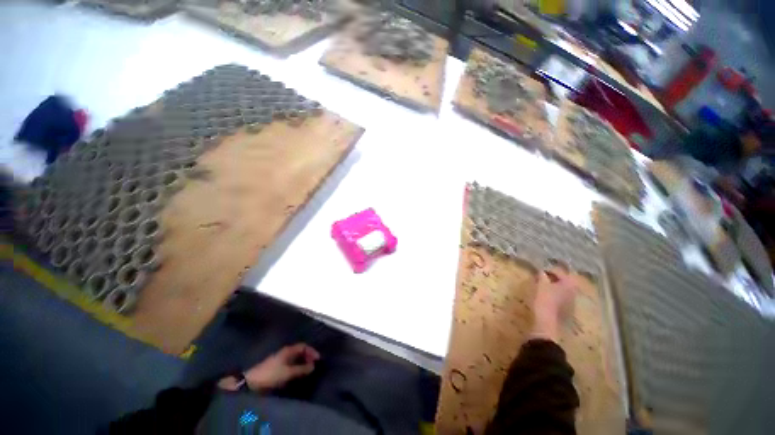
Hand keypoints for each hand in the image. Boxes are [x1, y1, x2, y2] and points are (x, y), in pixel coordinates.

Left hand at [243, 343, 319, 391]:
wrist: (251, 382)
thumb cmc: (271, 375)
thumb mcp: (288, 372)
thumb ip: (301, 369)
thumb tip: (313, 366)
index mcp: (288, 350)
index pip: (303, 346)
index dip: (312, 351)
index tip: (318, 359)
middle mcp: (285, 352)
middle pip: (299, 351)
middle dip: (307, 356)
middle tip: (314, 365)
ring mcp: (280, 358)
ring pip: (295, 357)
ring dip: (302, 362)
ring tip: (307, 370)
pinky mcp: (276, 366)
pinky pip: (290, 363)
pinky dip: (296, 366)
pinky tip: (297, 374)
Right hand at [531, 267, 578, 341]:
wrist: (547, 321)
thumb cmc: (544, 299)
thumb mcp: (541, 284)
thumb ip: (542, 276)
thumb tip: (542, 271)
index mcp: (569, 283)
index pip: (560, 271)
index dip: (549, 270)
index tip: (540, 271)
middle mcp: (574, 291)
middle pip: (564, 280)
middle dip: (554, 278)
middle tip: (543, 277)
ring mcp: (572, 301)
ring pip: (564, 289)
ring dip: (555, 286)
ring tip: (544, 287)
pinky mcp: (569, 309)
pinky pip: (563, 297)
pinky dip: (556, 294)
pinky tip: (548, 297)